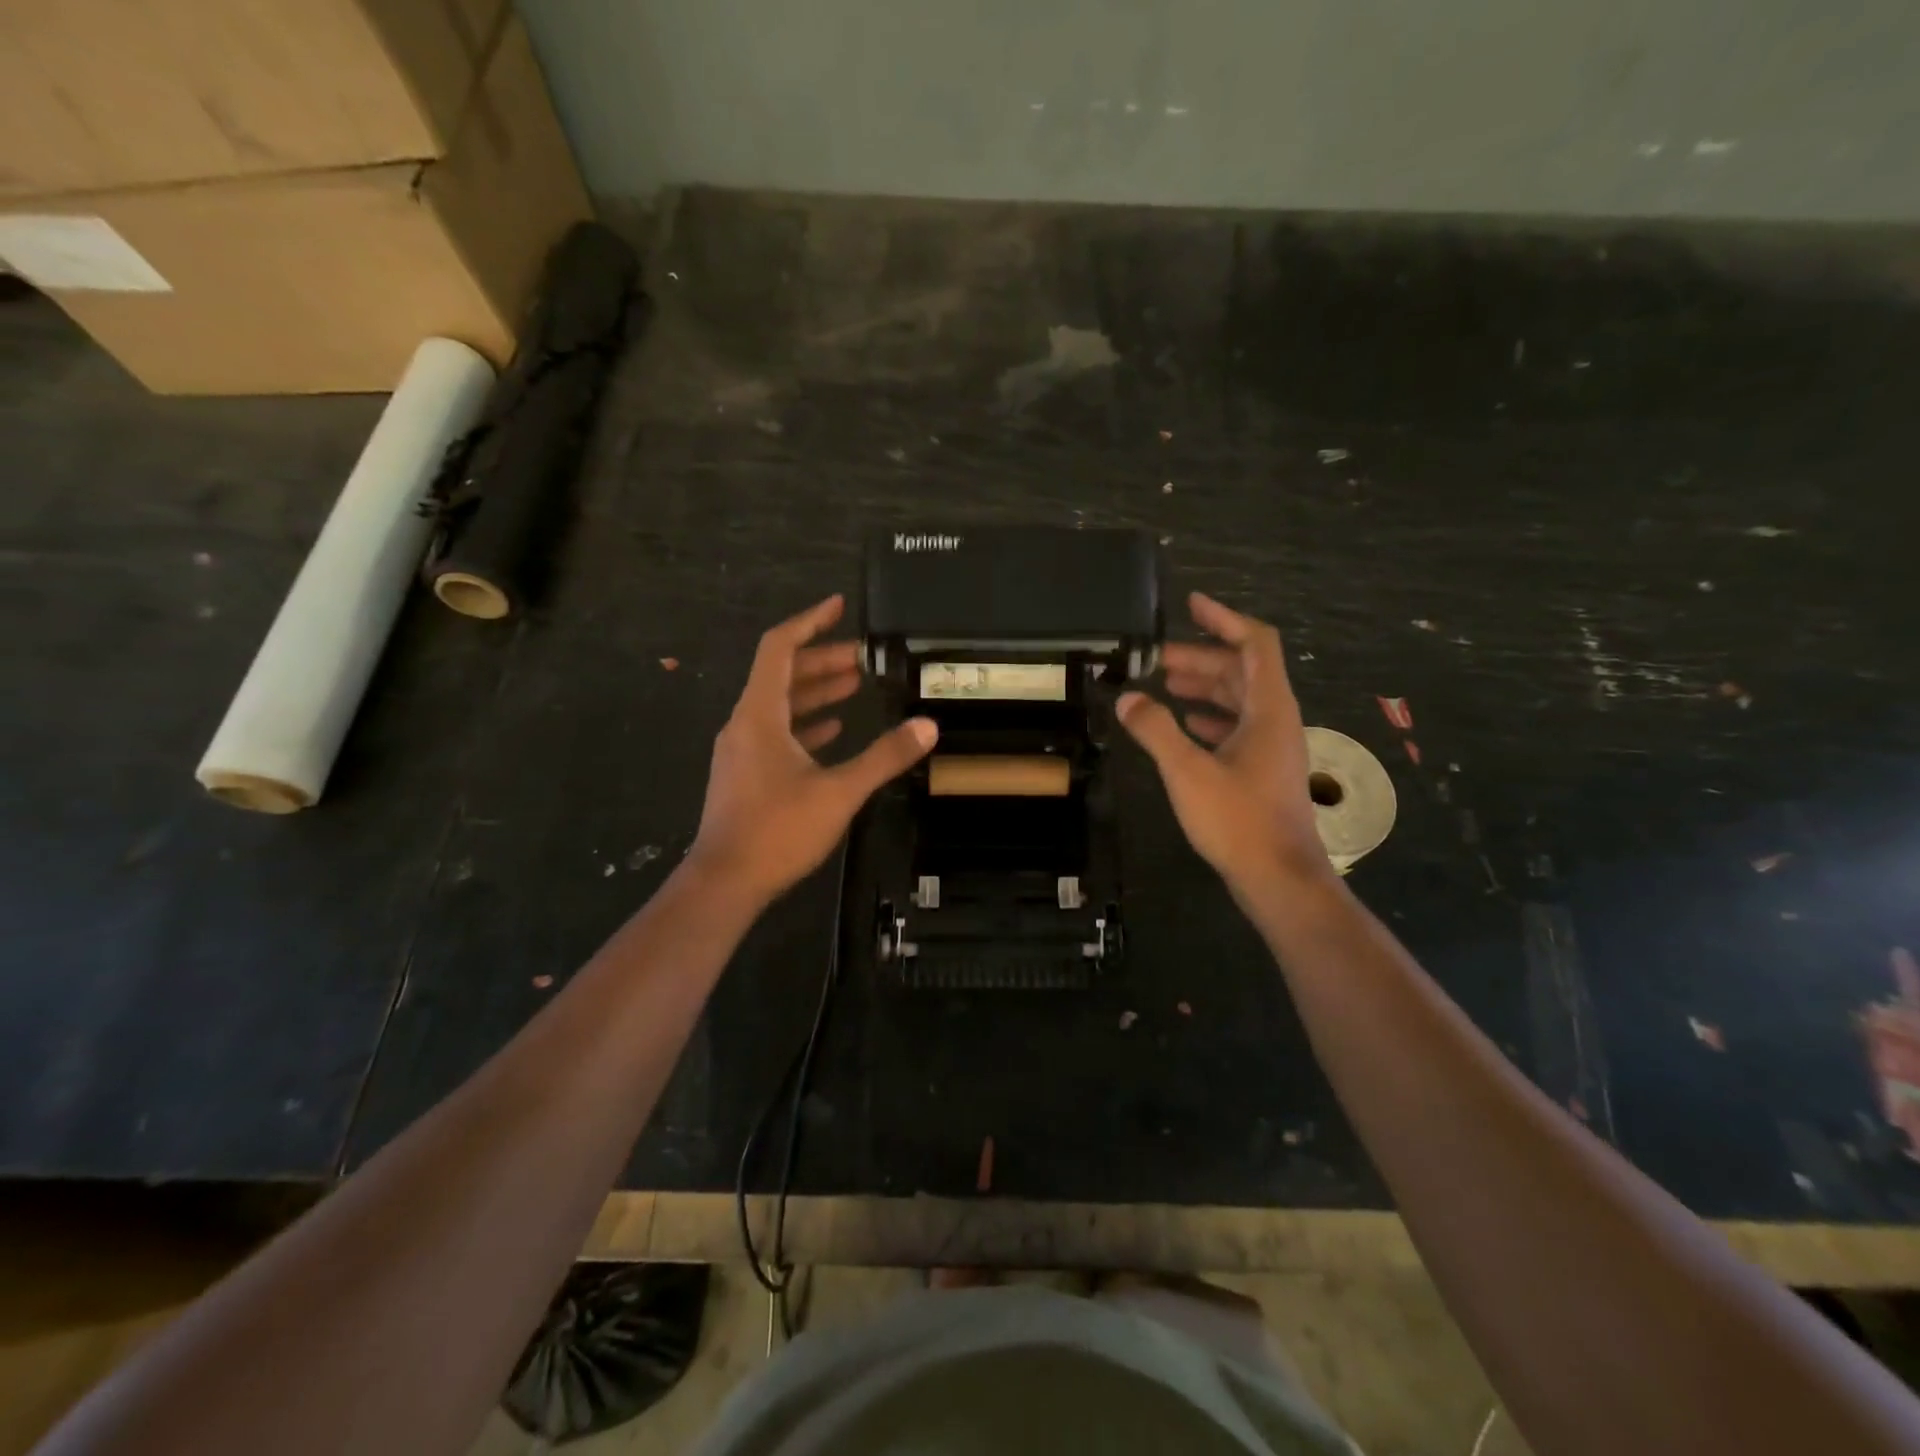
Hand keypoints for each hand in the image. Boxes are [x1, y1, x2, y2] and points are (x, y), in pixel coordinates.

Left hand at [687, 594, 936, 908]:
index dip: (810, 621)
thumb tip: (927, 726)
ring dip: (815, 691)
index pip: (779, 648)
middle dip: (822, 659)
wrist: (725, 882)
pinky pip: (777, 733)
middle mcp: (746, 723)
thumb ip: (884, 757)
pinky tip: (833, 728)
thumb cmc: (777, 830)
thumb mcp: (839, 791)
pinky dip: (805, 723)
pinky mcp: (746, 774)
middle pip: (782, 674)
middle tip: (864, 656)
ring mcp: (742, 750)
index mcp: (760, 714)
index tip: (839, 606)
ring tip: (855, 683)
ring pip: (780, 705)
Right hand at [1117, 593, 1331, 896]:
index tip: (1191, 603)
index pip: (1255, 643)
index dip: (1224, 618)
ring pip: (1238, 700)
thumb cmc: (1238, 819)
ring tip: (1164, 683)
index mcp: (1268, 709)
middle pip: (1242, 670)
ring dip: (1204, 686)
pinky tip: (1184, 724)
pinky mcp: (1261, 770)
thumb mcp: (1188, 771)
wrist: (1279, 877)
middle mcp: (1275, 720)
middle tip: (1156, 657)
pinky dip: (1209, 717)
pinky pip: (1236, 727)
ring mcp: (1271, 747)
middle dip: (1201, 656)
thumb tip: (1127, 697)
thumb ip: (1155, 730)